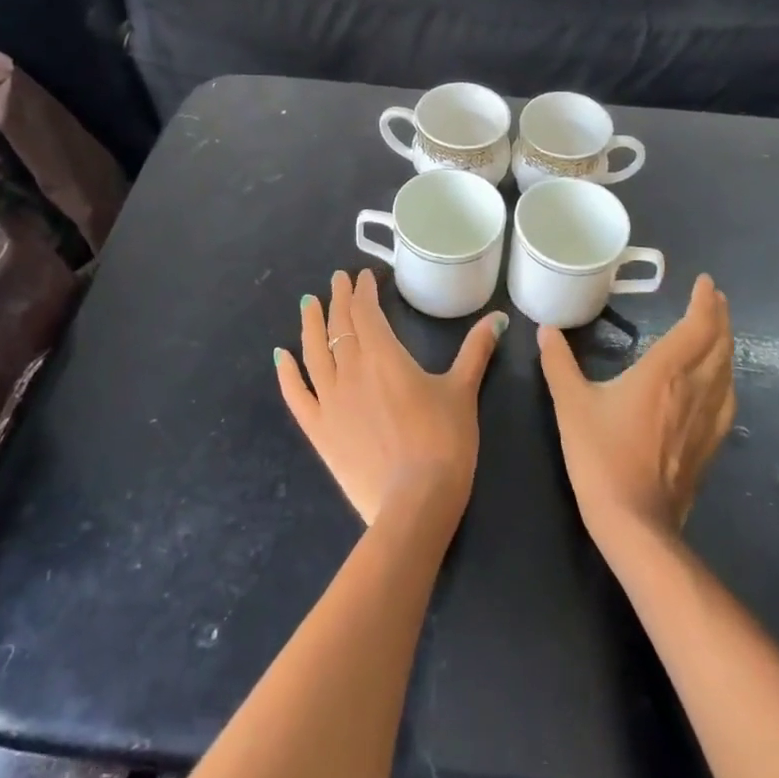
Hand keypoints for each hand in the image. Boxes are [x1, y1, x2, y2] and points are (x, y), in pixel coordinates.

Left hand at [276, 270, 506, 527]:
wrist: (416, 501)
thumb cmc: (444, 441)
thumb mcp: (463, 391)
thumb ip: (476, 350)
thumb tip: (498, 318)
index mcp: (384, 355)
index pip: (366, 311)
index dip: (363, 290)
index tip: (363, 277)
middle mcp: (350, 369)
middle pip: (340, 325)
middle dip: (339, 299)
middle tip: (337, 280)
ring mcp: (329, 400)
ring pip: (313, 352)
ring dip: (310, 324)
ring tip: (307, 303)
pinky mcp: (318, 431)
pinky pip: (296, 395)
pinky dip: (287, 373)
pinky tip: (280, 355)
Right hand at [538, 274, 734, 542]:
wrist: (634, 521)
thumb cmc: (600, 455)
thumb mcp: (571, 404)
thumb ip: (558, 363)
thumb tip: (545, 329)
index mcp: (664, 372)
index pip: (697, 326)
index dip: (705, 301)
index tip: (706, 283)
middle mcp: (694, 388)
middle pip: (719, 344)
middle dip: (719, 317)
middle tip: (713, 299)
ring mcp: (707, 418)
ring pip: (728, 370)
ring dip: (725, 344)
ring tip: (717, 331)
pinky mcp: (710, 443)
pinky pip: (726, 397)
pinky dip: (726, 376)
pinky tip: (718, 382)